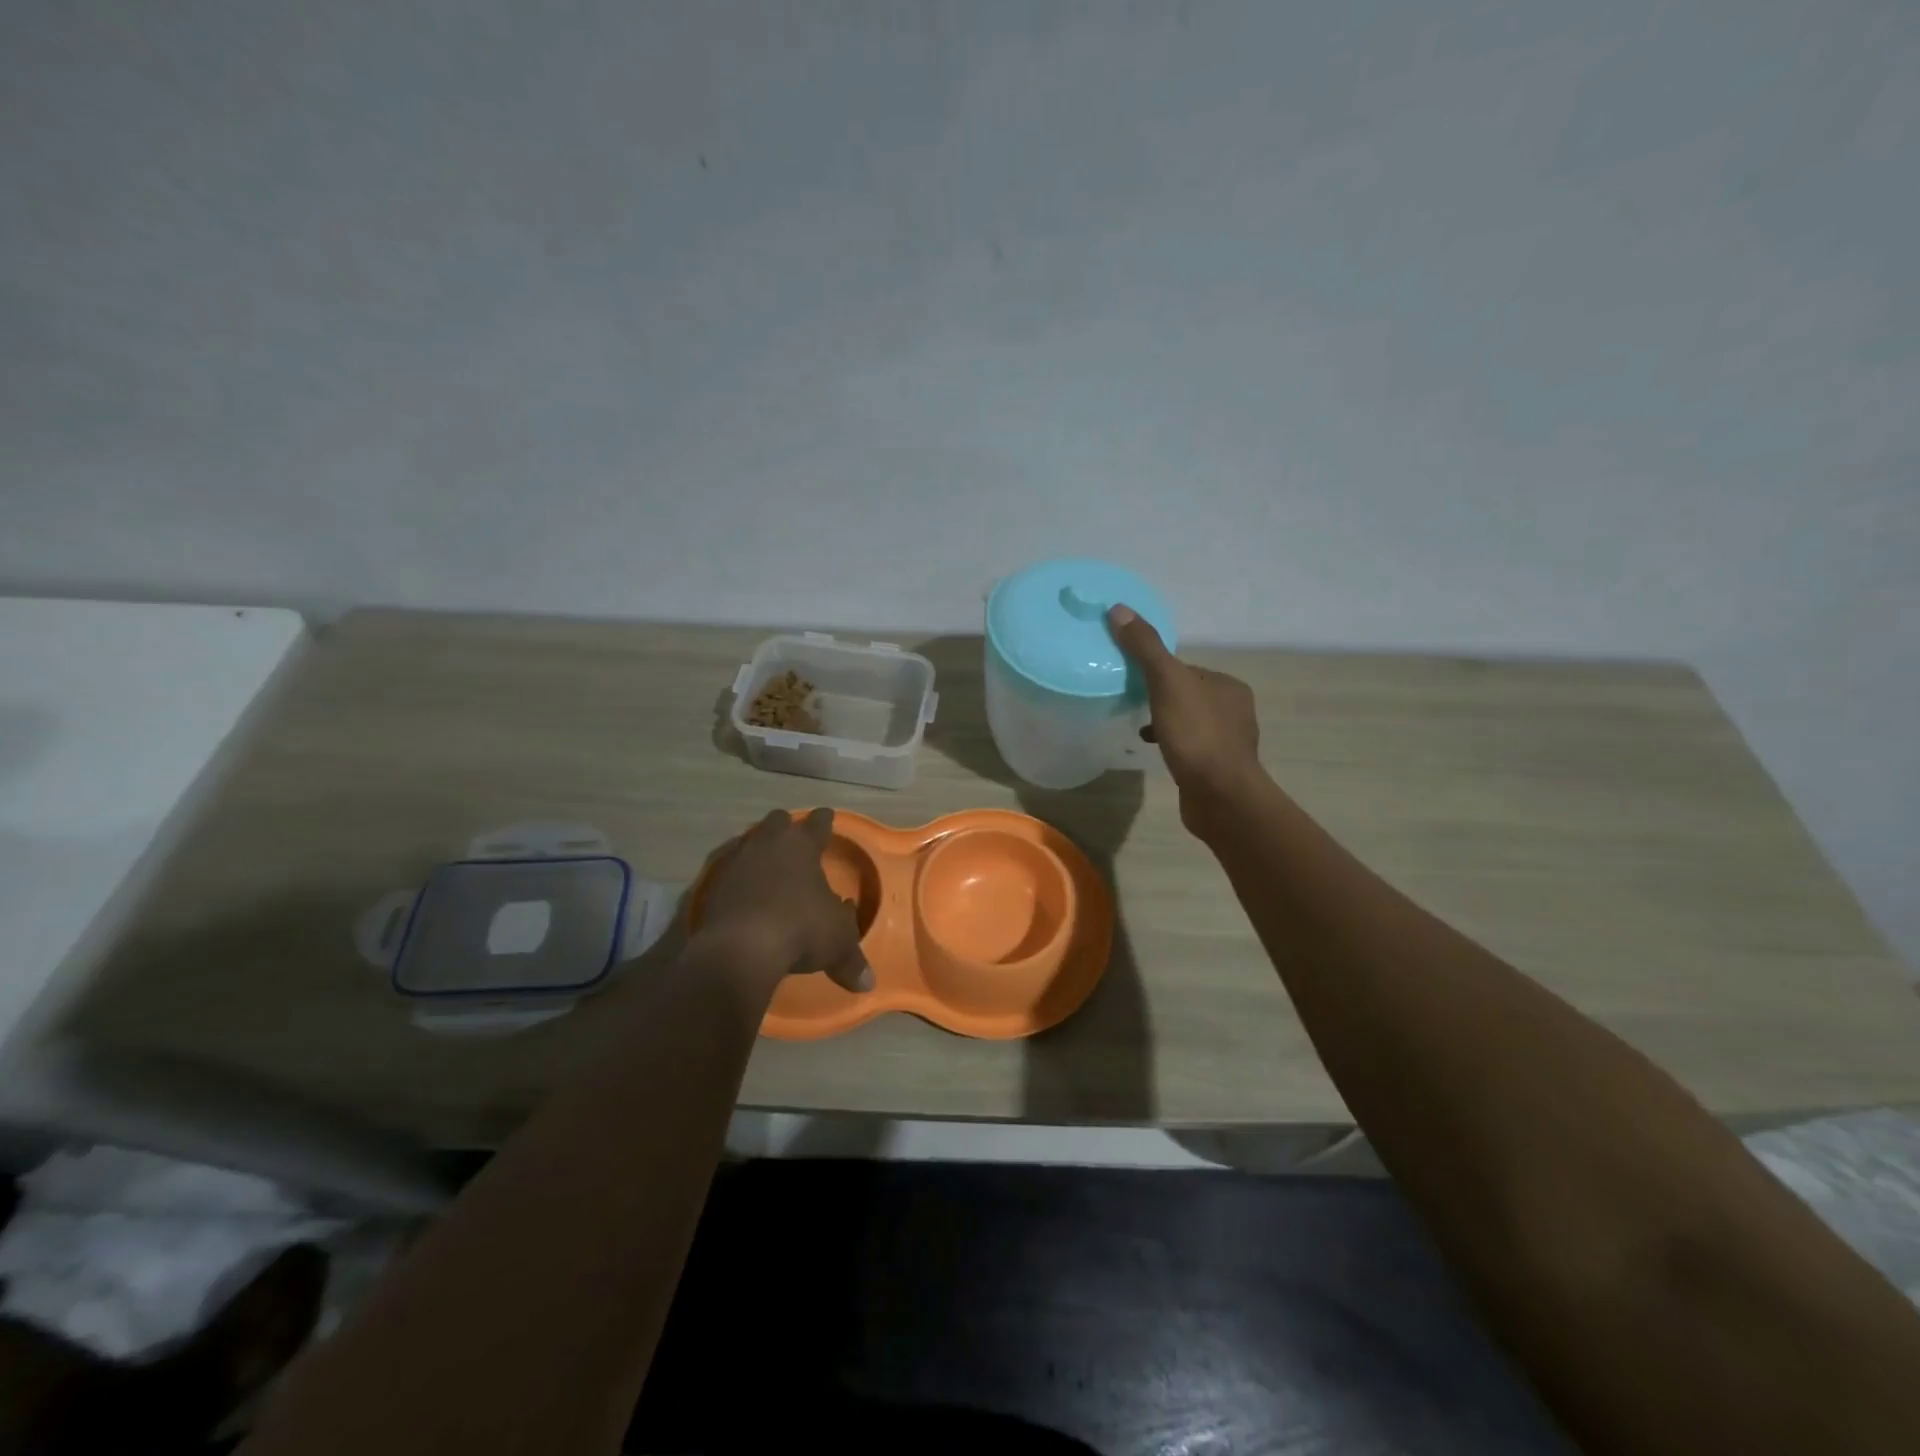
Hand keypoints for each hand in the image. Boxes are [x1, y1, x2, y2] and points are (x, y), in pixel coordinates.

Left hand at [698, 808, 872, 993]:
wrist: (739, 949)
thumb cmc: (800, 929)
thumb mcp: (837, 943)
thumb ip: (852, 958)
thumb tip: (867, 982)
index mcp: (802, 846)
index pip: (817, 823)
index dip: (825, 820)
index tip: (827, 816)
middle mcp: (767, 844)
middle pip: (777, 821)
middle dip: (786, 828)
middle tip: (793, 840)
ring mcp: (736, 862)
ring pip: (749, 842)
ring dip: (758, 851)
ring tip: (767, 866)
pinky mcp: (712, 886)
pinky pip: (728, 872)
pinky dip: (737, 879)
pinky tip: (743, 894)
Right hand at [1108, 604, 1263, 833]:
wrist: (1220, 796)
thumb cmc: (1197, 735)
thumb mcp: (1167, 683)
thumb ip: (1145, 647)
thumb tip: (1119, 609)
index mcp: (1228, 685)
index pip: (1186, 668)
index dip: (1158, 670)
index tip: (1132, 678)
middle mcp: (1235, 709)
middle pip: (1187, 694)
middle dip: (1160, 697)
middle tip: (1131, 702)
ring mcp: (1229, 741)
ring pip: (1189, 721)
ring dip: (1165, 721)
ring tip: (1139, 728)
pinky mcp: (1218, 768)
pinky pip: (1190, 747)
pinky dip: (1172, 744)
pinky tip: (1154, 750)